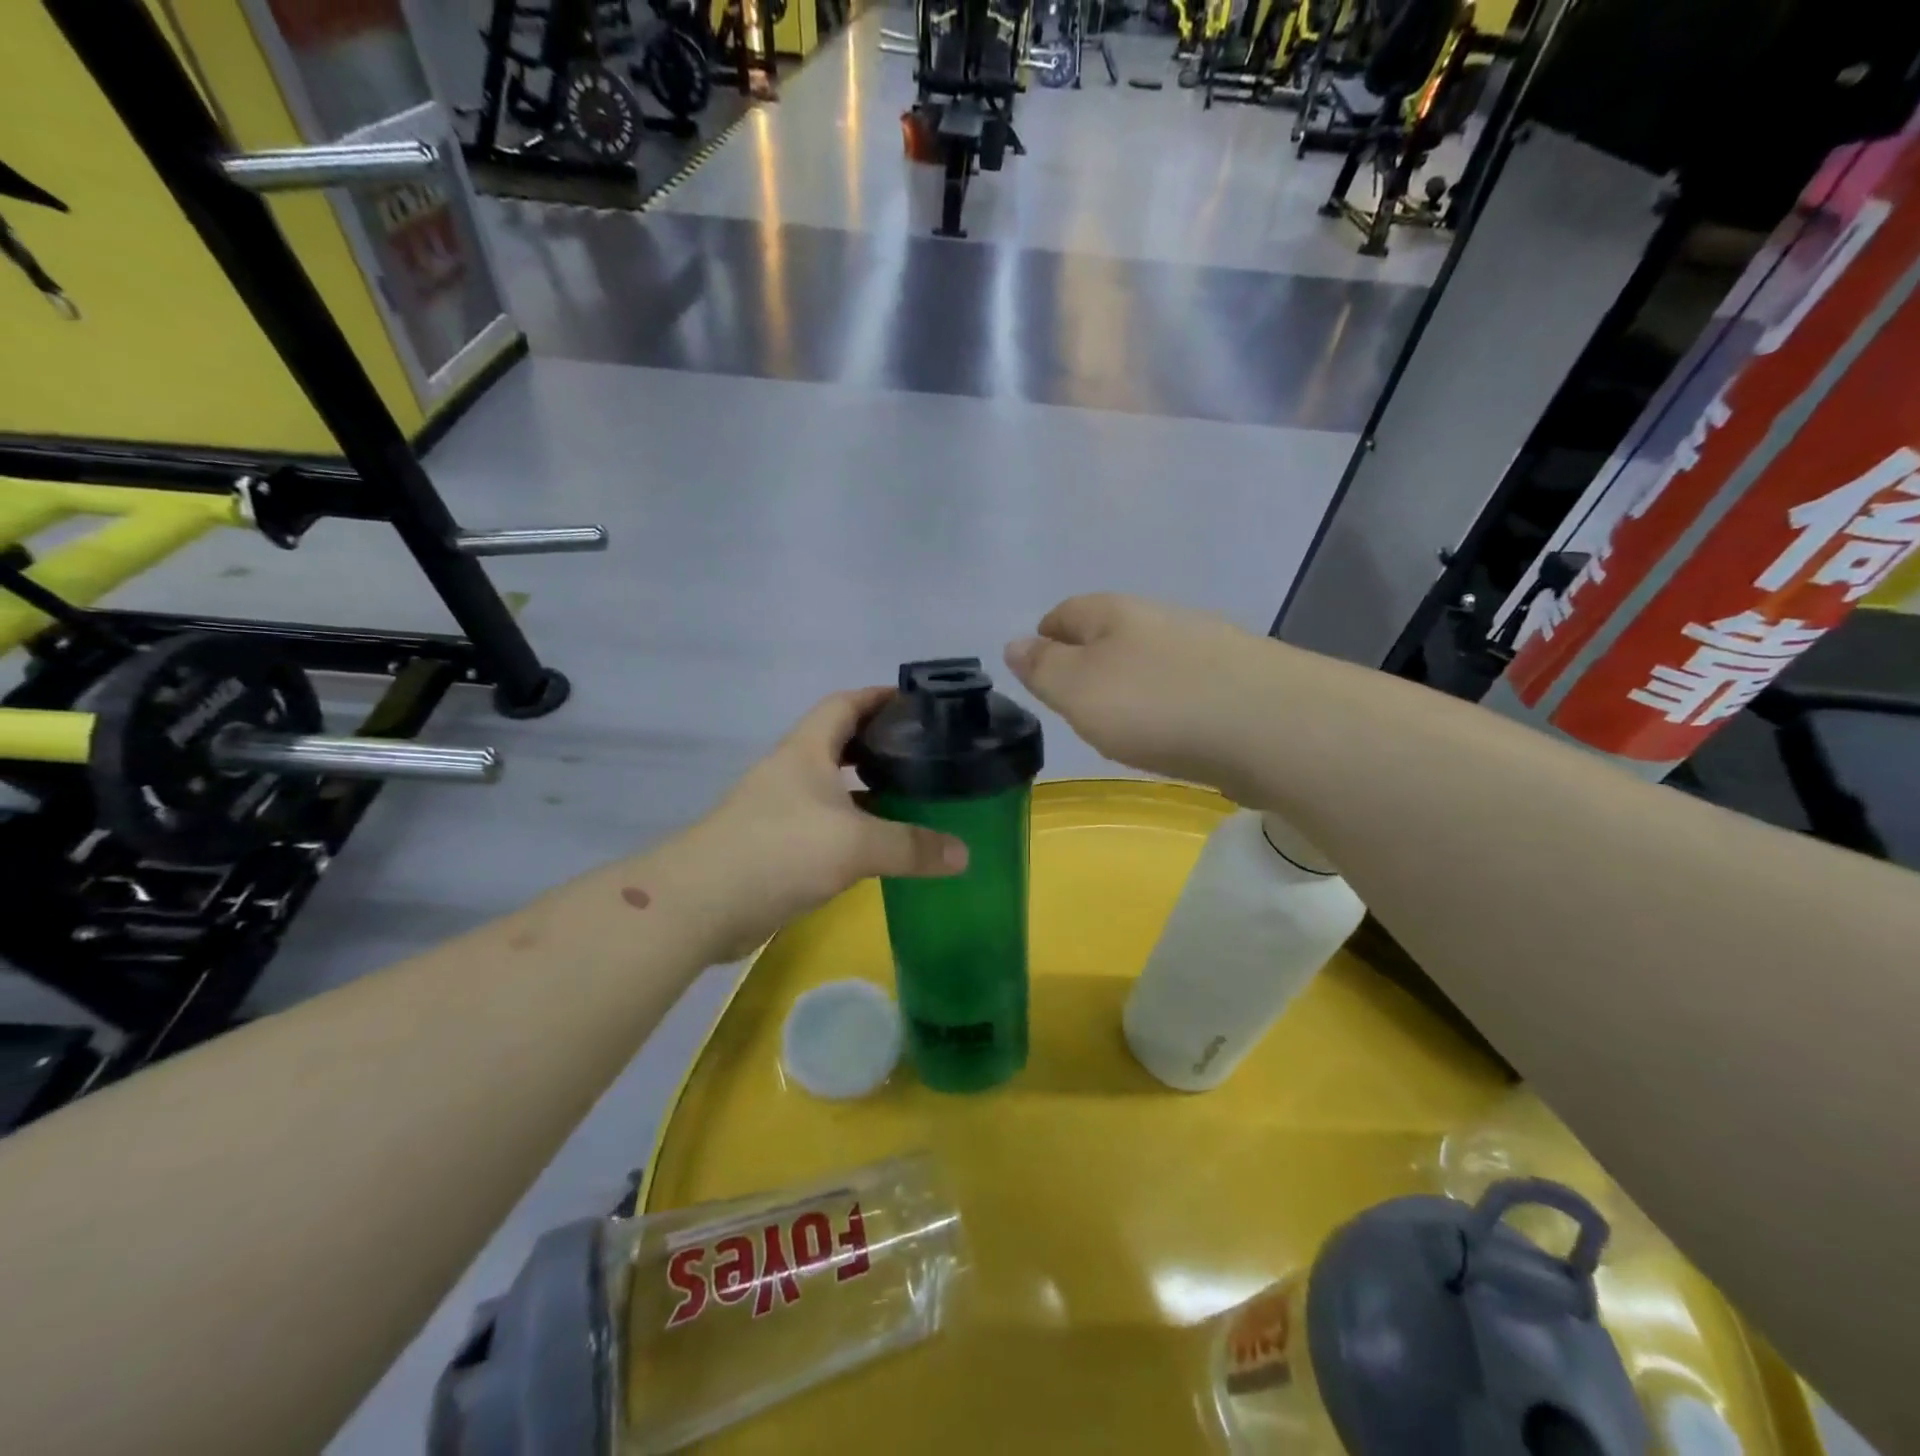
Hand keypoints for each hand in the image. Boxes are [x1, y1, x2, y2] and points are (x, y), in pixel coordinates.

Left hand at [668, 689, 968, 960]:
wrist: (701, 904)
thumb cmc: (779, 851)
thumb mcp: (855, 843)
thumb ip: (911, 846)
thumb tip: (964, 854)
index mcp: (806, 751)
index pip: (844, 704)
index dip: (877, 697)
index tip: (915, 703)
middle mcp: (791, 772)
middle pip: (839, 743)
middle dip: (879, 744)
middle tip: (925, 756)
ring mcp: (779, 810)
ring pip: (832, 788)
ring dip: (867, 789)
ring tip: (913, 798)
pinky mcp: (775, 846)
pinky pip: (824, 825)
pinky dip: (853, 827)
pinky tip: (878, 846)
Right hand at [1005, 594, 1282, 802]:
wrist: (1273, 726)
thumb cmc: (1156, 706)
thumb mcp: (1078, 690)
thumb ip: (1043, 668)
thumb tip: (1014, 643)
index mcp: (1115, 614)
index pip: (1067, 612)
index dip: (1045, 634)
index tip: (1036, 659)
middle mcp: (1162, 618)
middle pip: (1112, 630)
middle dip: (1089, 656)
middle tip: (1072, 693)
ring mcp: (1207, 646)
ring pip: (1152, 656)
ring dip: (1132, 678)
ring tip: (1120, 714)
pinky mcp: (1241, 680)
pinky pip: (1187, 684)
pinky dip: (1168, 699)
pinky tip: (1173, 727)